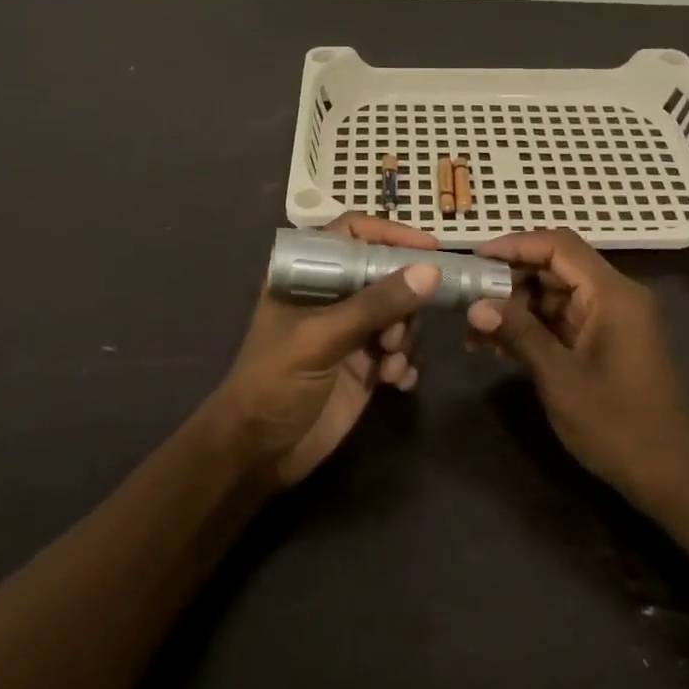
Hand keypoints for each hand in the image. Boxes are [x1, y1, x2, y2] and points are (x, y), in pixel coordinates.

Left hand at [214, 215, 440, 486]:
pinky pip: (401, 352)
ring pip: (399, 315)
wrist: (257, 454)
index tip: (430, 250)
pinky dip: (405, 364)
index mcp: (308, 275)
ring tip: (389, 365)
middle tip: (394, 336)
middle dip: (402, 303)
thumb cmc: (274, 383)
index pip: (352, 234)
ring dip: (404, 338)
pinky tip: (397, 383)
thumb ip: (375, 304)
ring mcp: (349, 332)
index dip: (390, 235)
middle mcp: (331, 297)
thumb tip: (431, 271)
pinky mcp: (364, 367)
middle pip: (386, 276)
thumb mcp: (321, 338)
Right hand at [466, 229, 688, 507]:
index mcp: (612, 294)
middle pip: (555, 267)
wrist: (674, 477)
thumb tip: (476, 305)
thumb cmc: (619, 426)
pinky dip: (534, 327)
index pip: (558, 245)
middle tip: (468, 302)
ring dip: (517, 308)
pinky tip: (502, 349)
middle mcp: (615, 296)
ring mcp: (613, 320)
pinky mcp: (607, 342)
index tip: (474, 260)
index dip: (514, 245)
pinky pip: (564, 319)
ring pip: (556, 294)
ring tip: (476, 333)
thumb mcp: (560, 378)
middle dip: (509, 280)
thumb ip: (519, 333)